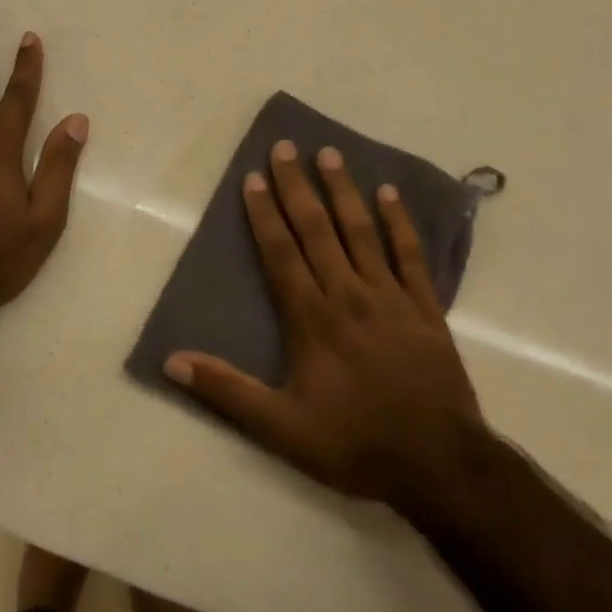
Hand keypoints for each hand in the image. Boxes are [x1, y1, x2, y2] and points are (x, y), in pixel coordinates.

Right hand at [164, 141, 485, 519]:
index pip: (281, 254)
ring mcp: (391, 298)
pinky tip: (389, 194)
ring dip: (344, 192)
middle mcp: (349, 295)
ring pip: (362, 232)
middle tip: (286, 147)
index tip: (254, 178)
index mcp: (312, 319)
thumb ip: (227, 391)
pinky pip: (410, 255)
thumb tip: (172, 361)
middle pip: (318, 230)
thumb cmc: (354, 444)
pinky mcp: (426, 308)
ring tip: (330, 155)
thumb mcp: (281, 428)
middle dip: (298, 187)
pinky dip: (400, 223)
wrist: (438, 464)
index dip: (265, 214)